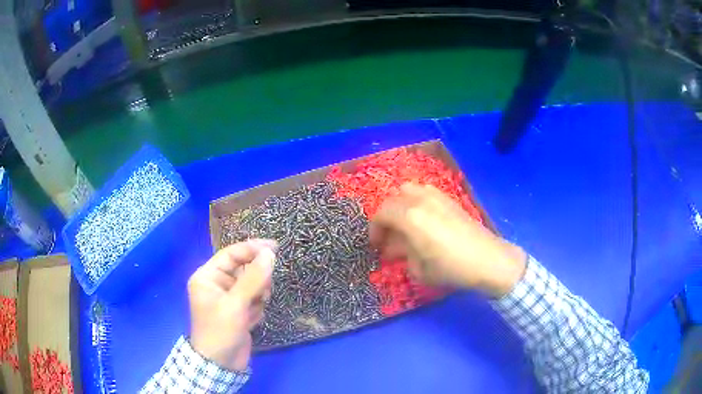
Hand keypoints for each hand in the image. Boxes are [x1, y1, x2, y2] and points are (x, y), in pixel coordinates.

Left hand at [188, 239, 275, 370]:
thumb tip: (269, 253)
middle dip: (256, 280)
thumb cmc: (221, 331)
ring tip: (255, 308)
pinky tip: (251, 320)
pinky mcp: (239, 311)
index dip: (252, 249)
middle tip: (264, 291)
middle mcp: (217, 284)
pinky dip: (257, 308)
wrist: (221, 364)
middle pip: (243, 269)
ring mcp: (229, 298)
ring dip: (258, 295)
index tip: (275, 248)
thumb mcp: (236, 304)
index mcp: (208, 277)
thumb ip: (253, 279)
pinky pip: (254, 299)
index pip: (231, 254)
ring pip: (252, 284)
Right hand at [370, 183, 525, 297]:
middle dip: (386, 217)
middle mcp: (421, 200)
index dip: (374, 229)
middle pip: (393, 199)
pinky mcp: (450, 199)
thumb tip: (396, 248)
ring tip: (405, 225)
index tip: (377, 245)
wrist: (487, 259)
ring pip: (409, 190)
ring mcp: (437, 196)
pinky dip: (416, 202)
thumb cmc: (451, 268)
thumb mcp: (419, 269)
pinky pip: (425, 192)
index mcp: (410, 217)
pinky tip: (424, 220)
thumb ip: (402, 254)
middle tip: (389, 236)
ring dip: (401, 206)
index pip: (381, 213)